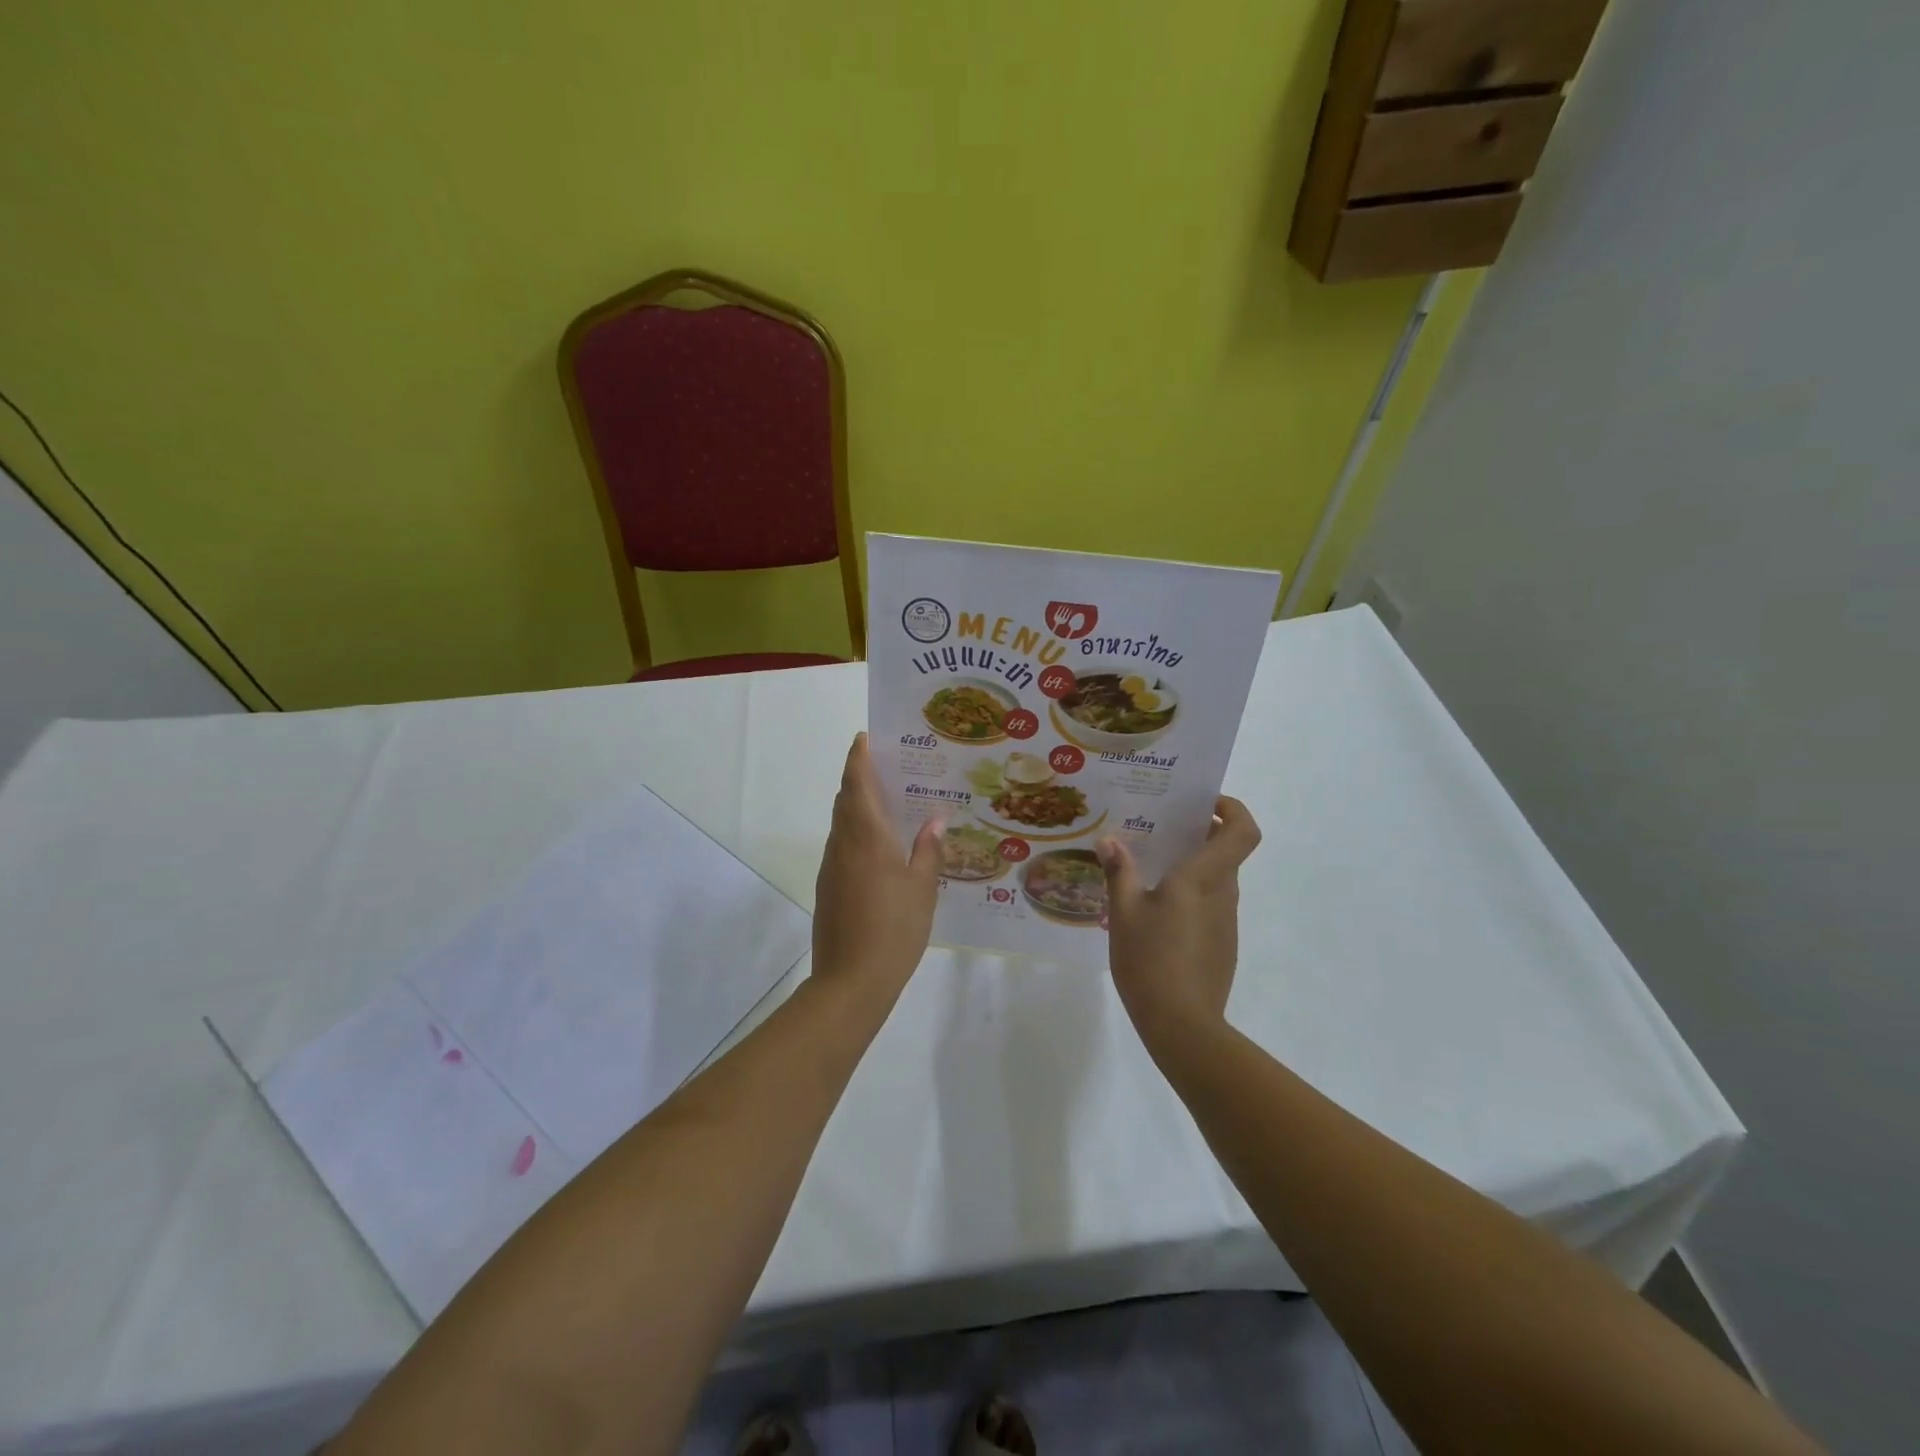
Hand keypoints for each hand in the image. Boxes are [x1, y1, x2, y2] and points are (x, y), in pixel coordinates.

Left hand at [812, 733, 943, 1008]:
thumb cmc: (894, 929)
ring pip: (842, 824)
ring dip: (858, 806)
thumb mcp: (922, 889)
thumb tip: (935, 820)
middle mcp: (843, 844)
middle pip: (845, 800)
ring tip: (890, 804)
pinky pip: (842, 846)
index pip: (856, 783)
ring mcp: (831, 867)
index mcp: (866, 836)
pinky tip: (881, 848)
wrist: (850, 981)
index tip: (865, 738)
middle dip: (860, 778)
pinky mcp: (828, 888)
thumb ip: (928, 850)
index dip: (858, 758)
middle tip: (889, 768)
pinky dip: (857, 833)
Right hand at [1098, 797, 1261, 1050]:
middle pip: (1227, 852)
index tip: (1204, 804)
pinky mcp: (1222, 946)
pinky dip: (1191, 896)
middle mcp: (1223, 894)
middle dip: (1200, 834)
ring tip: (1149, 870)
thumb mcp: (1123, 913)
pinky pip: (1210, 906)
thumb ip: (1119, 872)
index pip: (1243, 831)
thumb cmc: (1151, 960)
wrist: (1182, 1026)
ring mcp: (1226, 922)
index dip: (1233, 809)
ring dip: (1193, 867)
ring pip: (1217, 880)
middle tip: (1161, 830)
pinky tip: (1156, 913)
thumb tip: (1109, 841)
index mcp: (1203, 878)